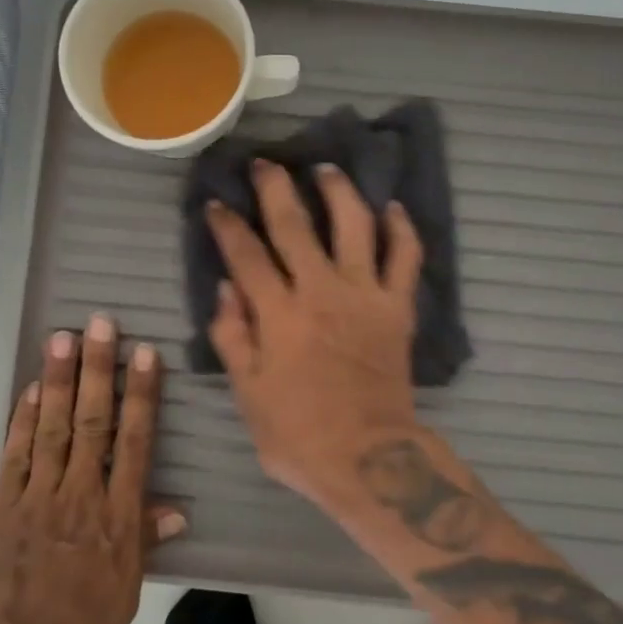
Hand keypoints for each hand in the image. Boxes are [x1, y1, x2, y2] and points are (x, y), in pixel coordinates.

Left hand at [0, 314, 186, 623]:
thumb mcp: (125, 595)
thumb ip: (144, 543)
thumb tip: (174, 509)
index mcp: (118, 518)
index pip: (135, 443)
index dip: (141, 395)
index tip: (144, 355)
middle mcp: (82, 495)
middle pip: (94, 422)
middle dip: (99, 369)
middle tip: (101, 323)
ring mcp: (38, 496)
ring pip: (55, 427)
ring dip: (60, 380)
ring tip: (63, 337)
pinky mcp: (2, 505)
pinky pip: (17, 454)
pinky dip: (25, 419)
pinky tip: (33, 388)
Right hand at [205, 161, 424, 506]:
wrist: (369, 460)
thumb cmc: (298, 435)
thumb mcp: (248, 394)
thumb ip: (233, 336)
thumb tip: (225, 287)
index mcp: (279, 314)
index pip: (246, 255)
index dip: (227, 225)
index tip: (216, 202)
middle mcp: (321, 291)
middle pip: (295, 224)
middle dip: (275, 187)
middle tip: (264, 163)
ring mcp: (365, 295)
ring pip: (355, 225)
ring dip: (339, 191)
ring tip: (326, 169)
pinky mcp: (399, 308)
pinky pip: (406, 258)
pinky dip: (403, 229)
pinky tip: (392, 208)